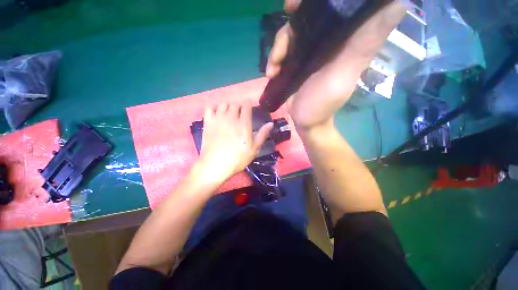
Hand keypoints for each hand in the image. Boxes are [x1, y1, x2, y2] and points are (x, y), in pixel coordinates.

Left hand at [195, 102, 272, 184]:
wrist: (215, 165)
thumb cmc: (237, 158)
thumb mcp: (254, 148)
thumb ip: (262, 134)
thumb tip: (271, 123)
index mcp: (243, 124)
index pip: (246, 106)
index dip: (248, 104)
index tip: (249, 105)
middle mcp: (231, 118)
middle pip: (235, 103)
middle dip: (239, 105)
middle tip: (240, 111)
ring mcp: (218, 119)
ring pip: (223, 104)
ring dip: (228, 105)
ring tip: (229, 112)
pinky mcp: (208, 122)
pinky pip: (209, 108)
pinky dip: (214, 107)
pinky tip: (217, 113)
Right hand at [266, 0, 406, 129]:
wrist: (306, 121)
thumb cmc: (324, 103)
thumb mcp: (345, 74)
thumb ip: (366, 42)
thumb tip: (401, 2)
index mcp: (344, 38)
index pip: (338, 5)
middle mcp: (326, 41)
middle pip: (309, 14)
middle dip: (296, 11)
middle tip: (288, 11)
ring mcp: (307, 52)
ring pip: (291, 32)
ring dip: (278, 46)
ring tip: (274, 68)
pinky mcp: (294, 63)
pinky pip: (281, 52)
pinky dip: (273, 60)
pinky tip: (271, 73)